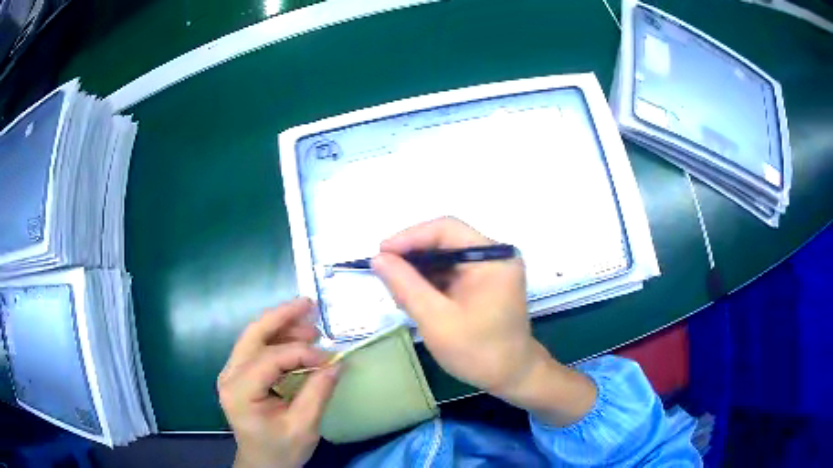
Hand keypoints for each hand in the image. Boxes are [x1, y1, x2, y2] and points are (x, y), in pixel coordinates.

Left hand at [218, 298, 340, 467]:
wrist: (262, 463)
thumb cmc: (281, 450)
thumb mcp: (304, 427)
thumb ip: (318, 393)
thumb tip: (337, 363)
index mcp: (240, 391)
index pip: (270, 359)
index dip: (302, 353)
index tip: (330, 358)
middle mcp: (229, 375)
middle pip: (253, 334)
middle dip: (282, 317)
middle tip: (309, 305)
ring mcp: (231, 373)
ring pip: (254, 337)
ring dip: (281, 325)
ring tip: (310, 323)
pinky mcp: (239, 374)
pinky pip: (257, 348)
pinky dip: (277, 339)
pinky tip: (297, 338)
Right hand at [371, 217, 537, 395]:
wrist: (511, 376)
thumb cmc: (478, 351)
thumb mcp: (436, 320)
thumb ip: (406, 286)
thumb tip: (379, 258)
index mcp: (493, 257)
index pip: (446, 229)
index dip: (410, 237)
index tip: (381, 253)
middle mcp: (496, 255)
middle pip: (446, 240)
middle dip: (413, 256)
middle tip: (384, 273)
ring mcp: (492, 267)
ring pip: (446, 255)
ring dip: (420, 270)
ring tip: (396, 289)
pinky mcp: (486, 281)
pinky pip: (453, 270)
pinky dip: (432, 281)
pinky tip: (414, 295)